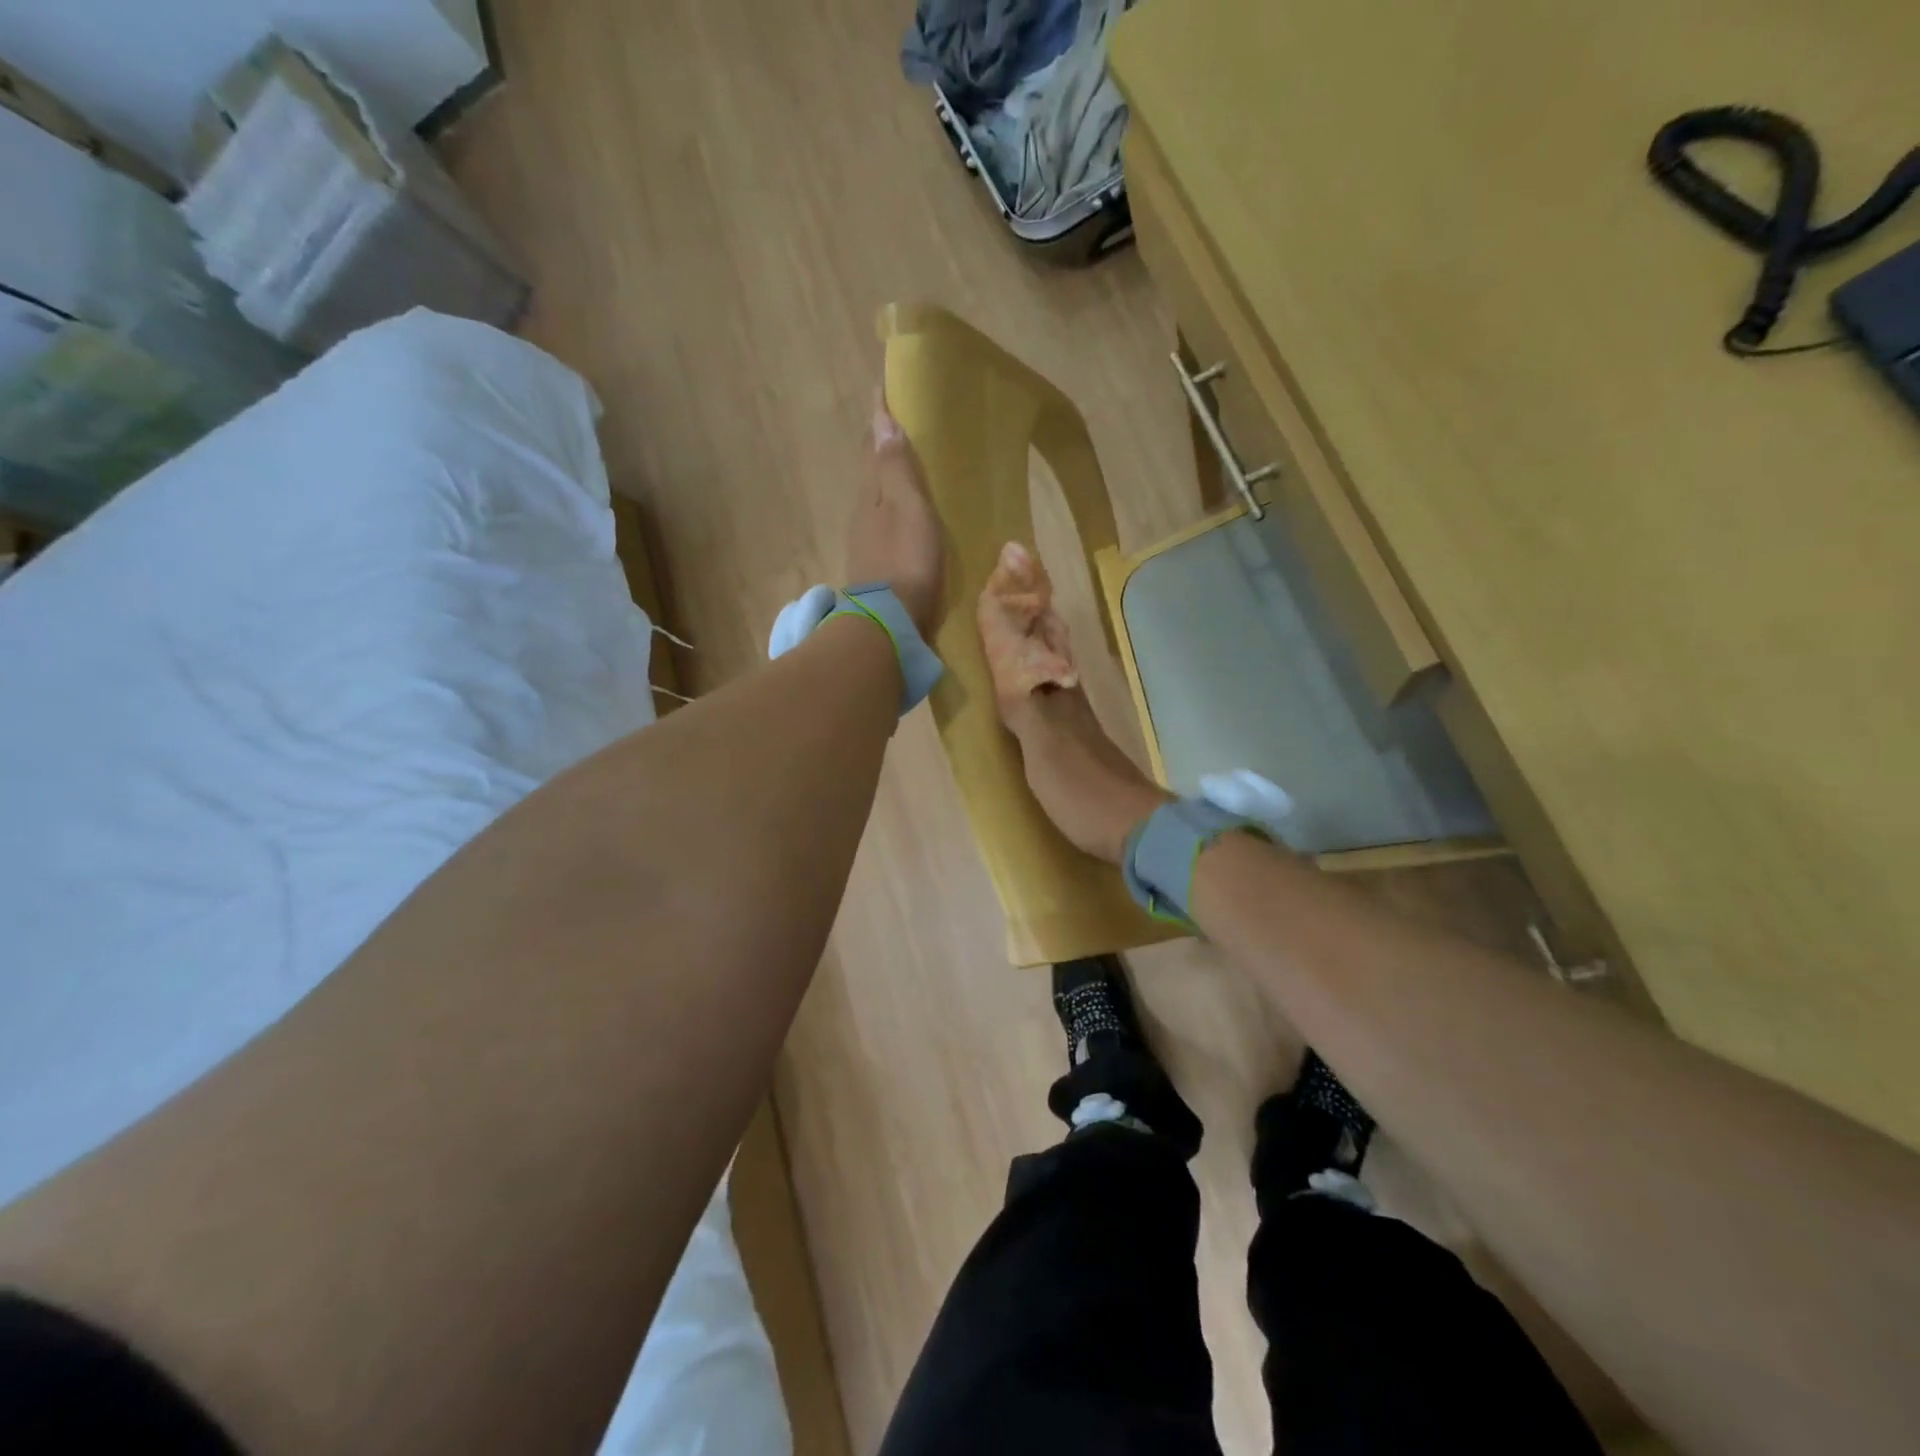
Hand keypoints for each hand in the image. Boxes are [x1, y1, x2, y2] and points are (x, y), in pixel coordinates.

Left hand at [845, 389, 945, 638]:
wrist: (888, 622)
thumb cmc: (904, 561)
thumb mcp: (908, 509)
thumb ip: (896, 468)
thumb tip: (881, 420)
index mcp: (870, 493)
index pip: (872, 445)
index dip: (878, 415)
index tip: (882, 384)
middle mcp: (862, 512)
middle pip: (870, 468)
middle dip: (880, 442)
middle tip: (898, 418)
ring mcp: (866, 540)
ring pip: (875, 495)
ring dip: (886, 474)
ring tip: (905, 460)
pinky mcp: (875, 564)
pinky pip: (884, 521)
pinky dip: (893, 504)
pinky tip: (904, 510)